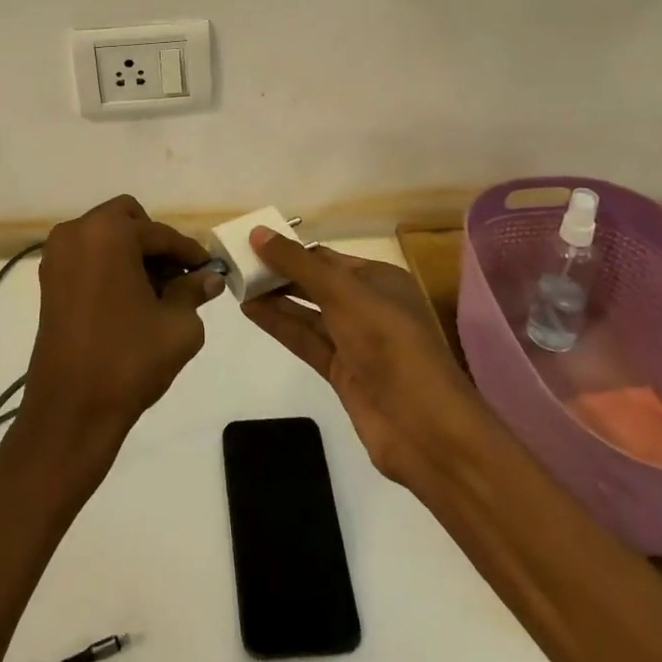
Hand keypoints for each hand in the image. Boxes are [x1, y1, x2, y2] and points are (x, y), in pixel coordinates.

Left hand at [19, 195, 223, 462]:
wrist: (70, 412)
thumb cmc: (128, 360)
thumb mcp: (177, 325)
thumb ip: (194, 291)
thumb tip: (210, 278)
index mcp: (108, 233)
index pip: (160, 234)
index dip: (189, 252)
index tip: (209, 269)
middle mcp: (77, 233)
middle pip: (127, 220)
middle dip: (154, 244)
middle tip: (176, 276)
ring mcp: (57, 256)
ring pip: (106, 237)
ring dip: (131, 254)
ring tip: (156, 292)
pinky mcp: (48, 282)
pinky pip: (88, 257)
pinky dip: (110, 267)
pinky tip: (130, 301)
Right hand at [243, 229, 488, 485]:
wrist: (425, 428)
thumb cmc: (389, 344)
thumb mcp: (343, 293)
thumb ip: (298, 264)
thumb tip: (257, 233)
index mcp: (379, 279)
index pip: (326, 257)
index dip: (291, 250)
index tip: (252, 243)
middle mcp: (368, 306)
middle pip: (316, 283)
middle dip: (280, 273)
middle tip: (237, 264)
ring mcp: (355, 342)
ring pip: (308, 313)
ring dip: (275, 299)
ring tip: (236, 285)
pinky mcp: (343, 373)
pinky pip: (306, 340)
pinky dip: (280, 325)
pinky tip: (251, 312)